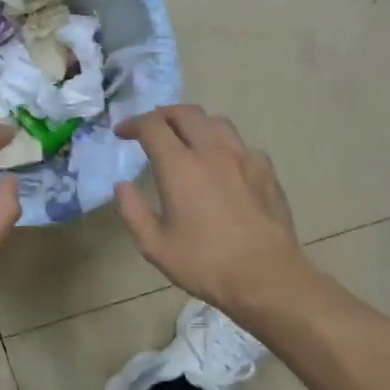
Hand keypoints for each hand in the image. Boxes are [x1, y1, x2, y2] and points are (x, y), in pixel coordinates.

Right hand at [114, 106, 308, 311]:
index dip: (133, 124)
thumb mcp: (155, 246)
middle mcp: (212, 151)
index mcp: (180, 167)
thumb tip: (123, 185)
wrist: (266, 276)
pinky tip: (222, 166)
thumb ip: (133, 211)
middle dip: (163, 115)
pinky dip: (223, 145)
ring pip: (216, 122)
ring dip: (195, 124)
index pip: (153, 126)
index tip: (122, 133)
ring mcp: (244, 158)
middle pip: (186, 113)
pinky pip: (241, 144)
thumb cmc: (205, 264)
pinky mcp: (266, 171)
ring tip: (186, 140)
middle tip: (151, 130)